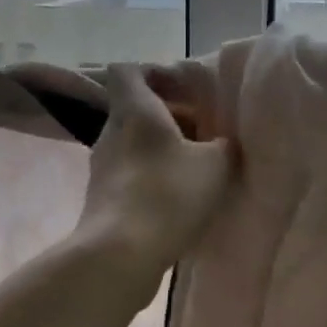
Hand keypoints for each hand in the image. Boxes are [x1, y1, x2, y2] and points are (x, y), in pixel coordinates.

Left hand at [74, 64, 235, 280]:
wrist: (120, 255)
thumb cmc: (168, 195)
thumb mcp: (216, 164)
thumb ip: (224, 146)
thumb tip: (223, 144)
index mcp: (135, 110)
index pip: (128, 71)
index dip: (155, 73)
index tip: (185, 91)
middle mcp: (111, 132)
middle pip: (135, 110)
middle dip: (169, 118)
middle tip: (202, 134)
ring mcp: (102, 168)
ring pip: (134, 145)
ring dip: (162, 152)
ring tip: (195, 170)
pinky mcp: (102, 200)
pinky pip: (131, 176)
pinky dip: (153, 180)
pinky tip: (178, 202)